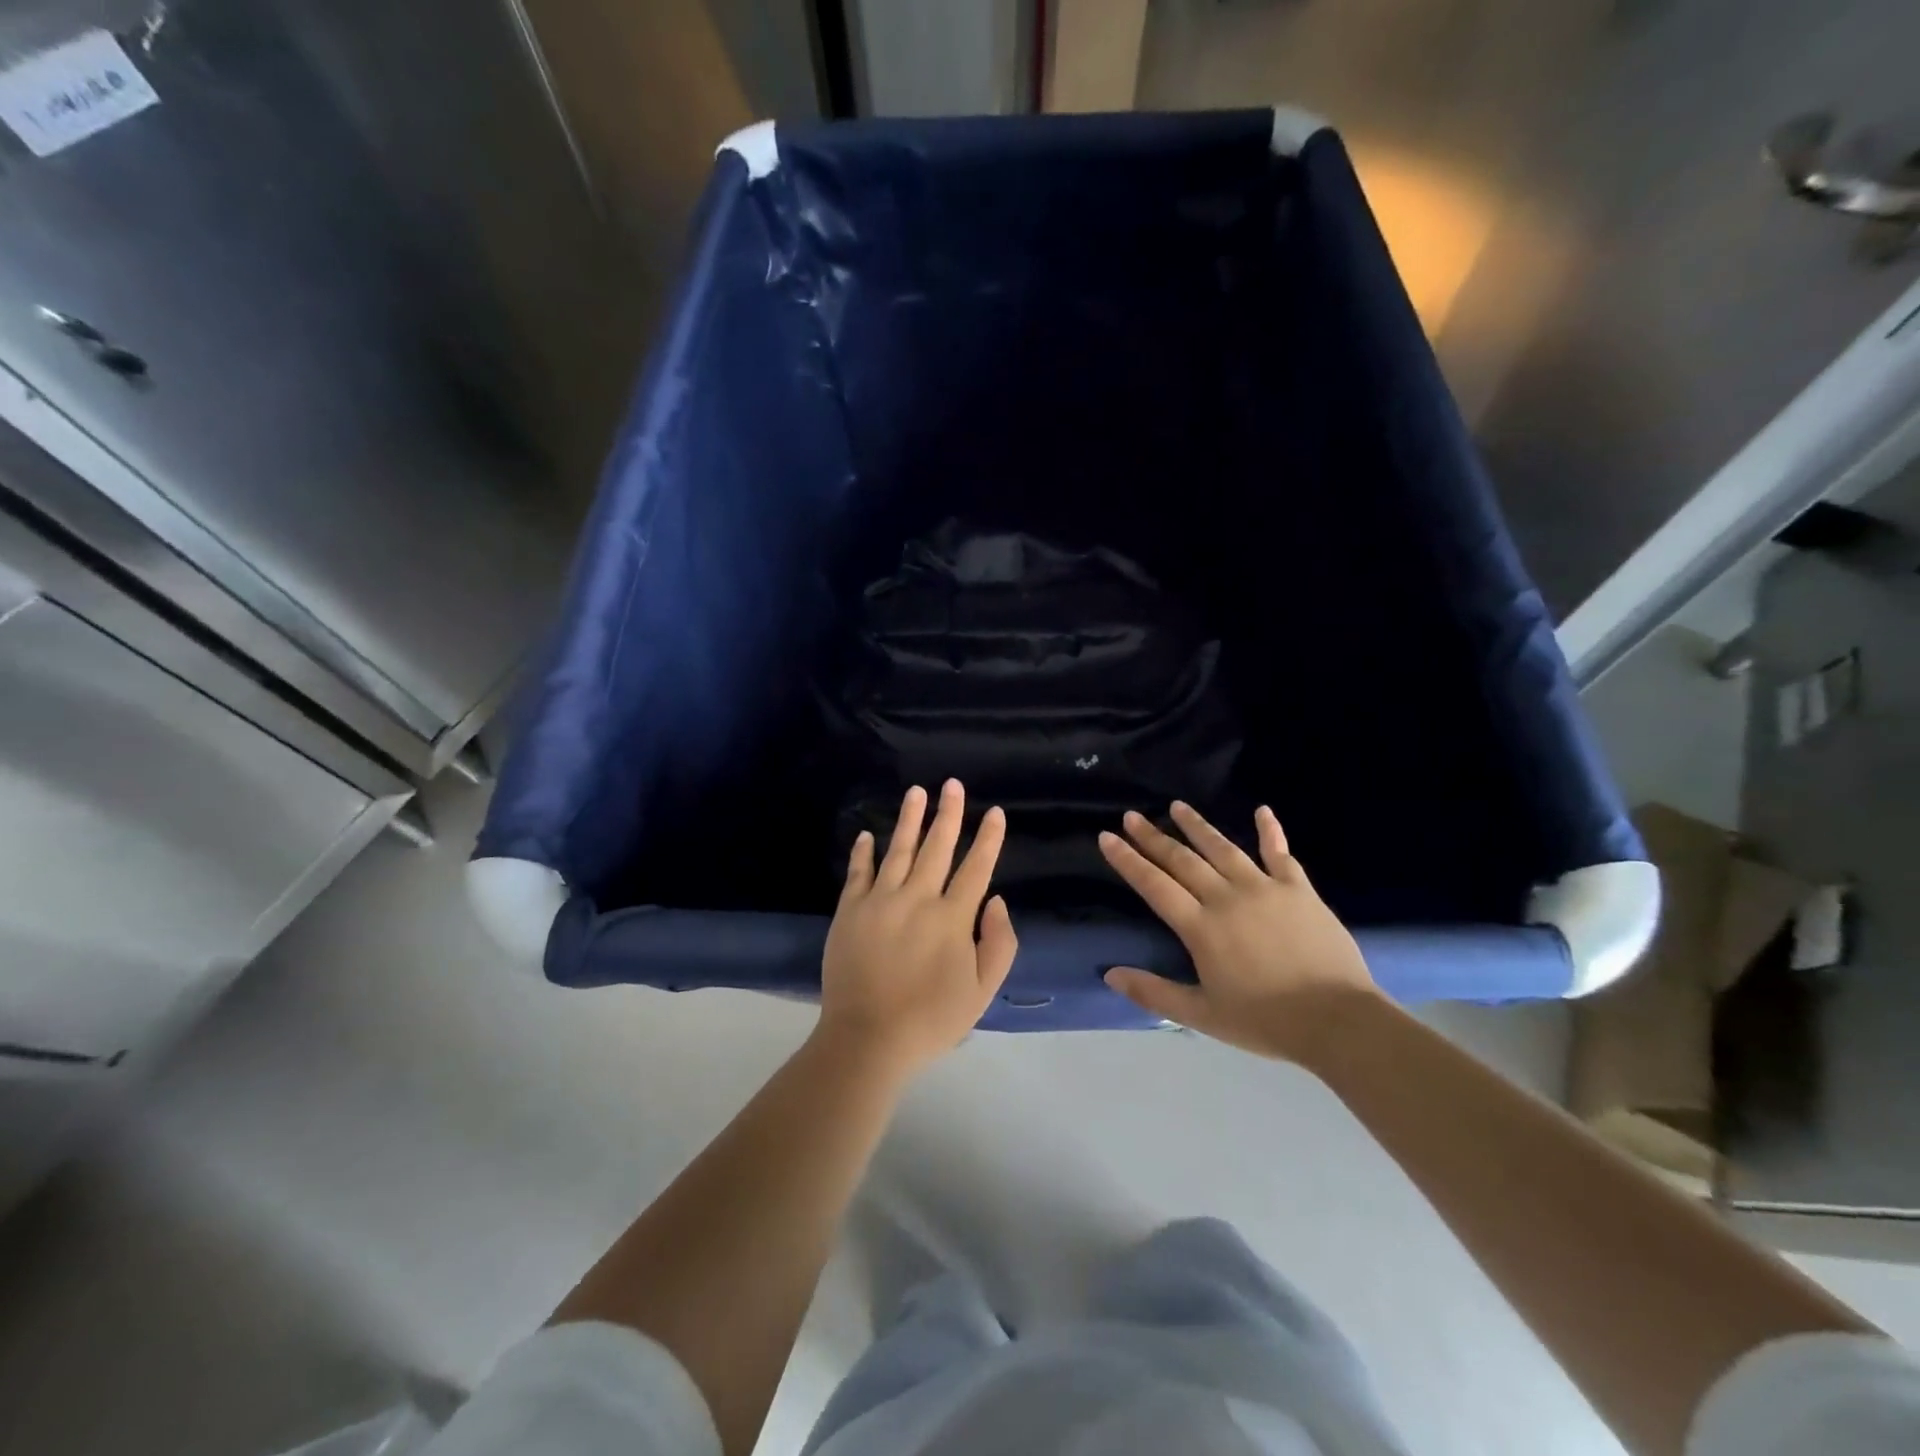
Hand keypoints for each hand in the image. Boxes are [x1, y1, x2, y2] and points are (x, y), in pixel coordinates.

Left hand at [818, 780, 1017, 1077]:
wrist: (867, 1039)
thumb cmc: (931, 1019)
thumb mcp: (982, 991)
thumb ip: (998, 943)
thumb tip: (996, 901)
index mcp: (952, 918)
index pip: (976, 868)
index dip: (988, 838)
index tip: (995, 812)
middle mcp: (917, 899)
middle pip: (937, 847)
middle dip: (949, 813)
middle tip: (953, 784)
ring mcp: (880, 901)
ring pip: (899, 850)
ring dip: (910, 819)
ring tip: (917, 791)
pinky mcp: (850, 911)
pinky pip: (858, 873)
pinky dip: (864, 852)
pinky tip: (868, 834)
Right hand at [1099, 802, 1377, 1062]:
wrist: (1337, 1020)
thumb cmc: (1265, 1021)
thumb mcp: (1202, 1015)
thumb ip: (1154, 992)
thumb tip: (1109, 974)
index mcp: (1201, 927)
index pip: (1154, 885)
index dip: (1128, 860)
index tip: (1107, 837)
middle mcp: (1226, 898)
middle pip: (1182, 860)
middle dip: (1153, 836)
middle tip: (1132, 816)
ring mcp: (1265, 888)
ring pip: (1223, 848)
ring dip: (1197, 826)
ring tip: (1177, 806)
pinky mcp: (1298, 890)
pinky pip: (1280, 854)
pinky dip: (1271, 831)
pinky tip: (1263, 811)